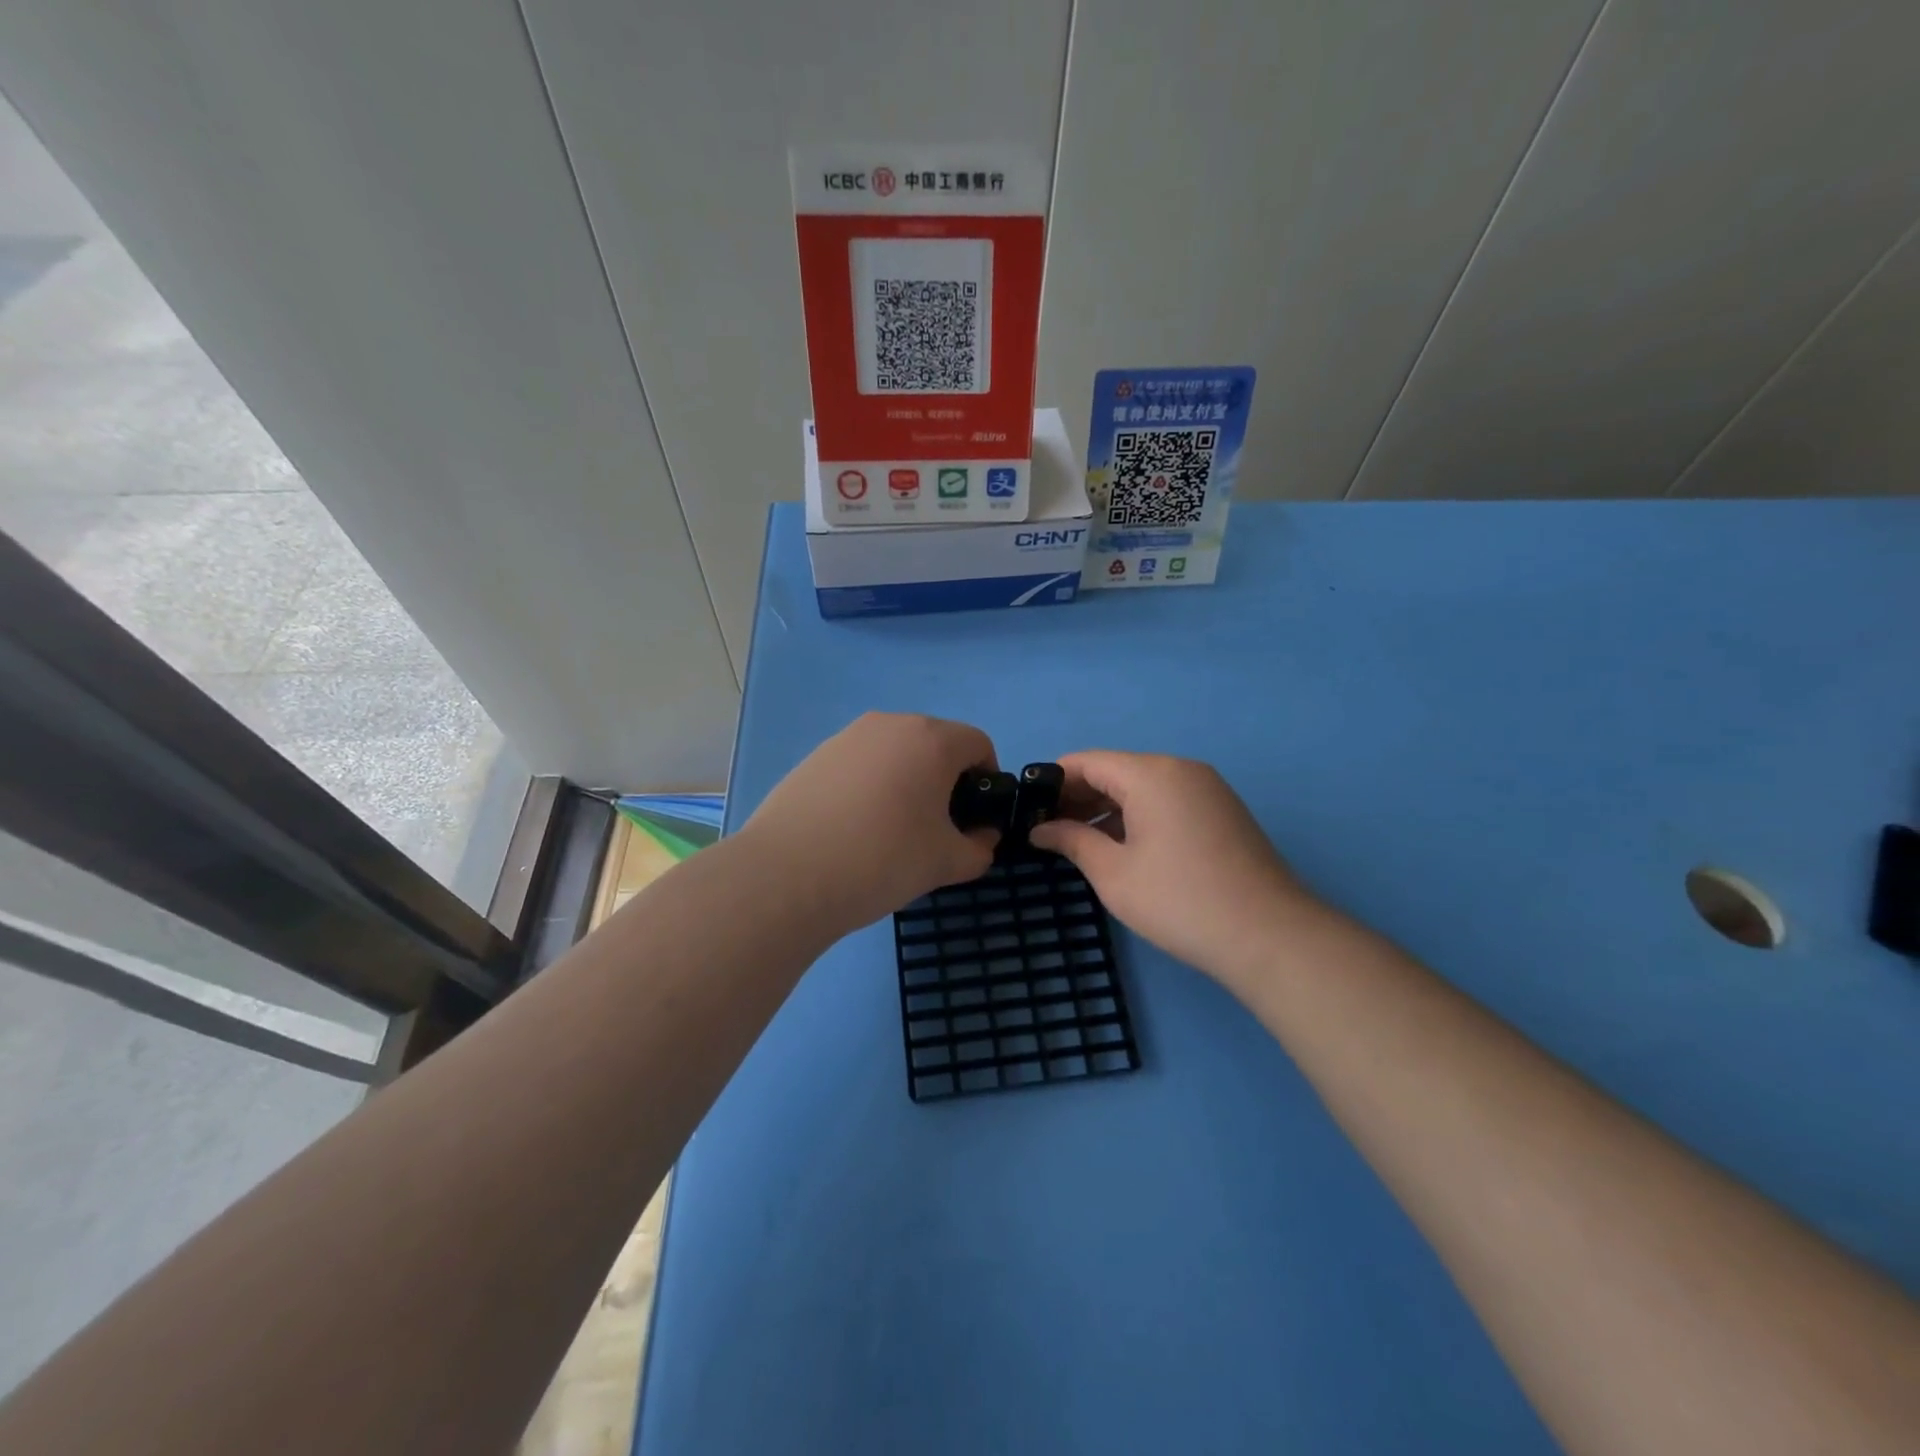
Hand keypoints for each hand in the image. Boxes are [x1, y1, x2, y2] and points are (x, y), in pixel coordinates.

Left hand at [740, 712, 999, 930]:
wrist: (788, 875)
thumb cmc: (884, 859)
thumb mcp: (946, 863)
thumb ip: (979, 848)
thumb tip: (981, 838)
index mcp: (932, 739)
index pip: (978, 744)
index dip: (987, 779)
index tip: (974, 818)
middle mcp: (890, 724)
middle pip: (935, 743)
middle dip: (945, 780)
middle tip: (935, 827)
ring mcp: (847, 737)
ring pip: (895, 753)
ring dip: (906, 781)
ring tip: (889, 830)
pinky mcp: (815, 756)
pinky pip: (860, 764)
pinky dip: (869, 786)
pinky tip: (852, 828)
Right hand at [1029, 750, 1319, 984]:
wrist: (1269, 936)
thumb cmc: (1179, 901)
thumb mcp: (1114, 873)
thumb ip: (1072, 841)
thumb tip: (1040, 829)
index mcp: (1151, 774)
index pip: (1087, 761)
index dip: (1053, 781)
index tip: (1028, 810)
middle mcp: (1180, 769)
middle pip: (1116, 770)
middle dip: (1078, 796)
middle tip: (1048, 831)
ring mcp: (1207, 788)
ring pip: (1142, 786)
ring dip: (1107, 808)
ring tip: (1078, 842)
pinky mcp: (1222, 810)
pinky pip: (1167, 800)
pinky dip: (1138, 815)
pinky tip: (1121, 847)